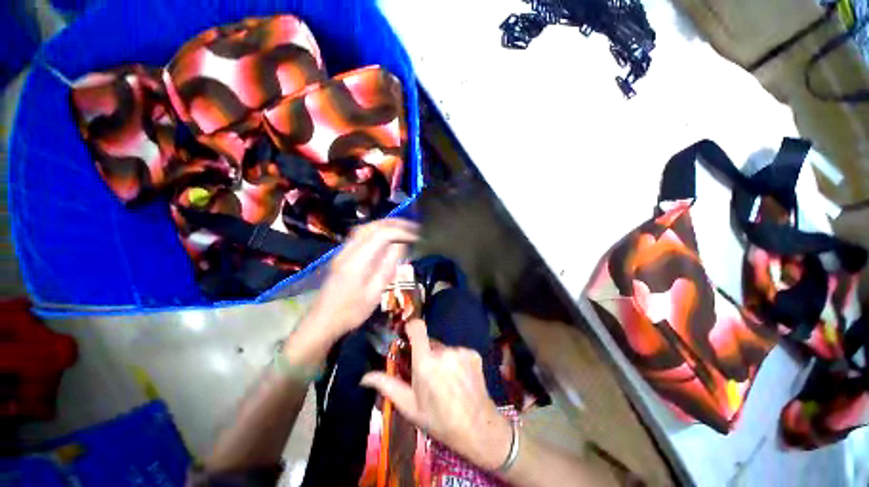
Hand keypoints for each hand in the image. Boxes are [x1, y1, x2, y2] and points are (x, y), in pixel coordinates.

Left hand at [305, 218, 418, 340]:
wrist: (322, 321)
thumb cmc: (351, 311)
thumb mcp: (374, 293)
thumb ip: (387, 267)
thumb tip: (401, 247)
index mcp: (357, 261)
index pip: (381, 235)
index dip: (401, 232)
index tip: (416, 236)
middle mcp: (349, 250)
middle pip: (372, 226)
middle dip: (394, 223)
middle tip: (412, 227)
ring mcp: (343, 251)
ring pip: (365, 228)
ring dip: (385, 224)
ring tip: (402, 228)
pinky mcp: (342, 255)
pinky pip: (361, 234)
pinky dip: (376, 230)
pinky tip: (385, 236)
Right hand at [361, 319, 512, 470]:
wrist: (478, 428)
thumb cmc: (439, 420)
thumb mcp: (410, 407)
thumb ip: (387, 386)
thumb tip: (364, 376)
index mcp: (426, 363)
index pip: (417, 328)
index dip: (411, 327)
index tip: (406, 335)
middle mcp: (444, 351)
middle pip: (430, 342)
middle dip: (426, 354)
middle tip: (428, 375)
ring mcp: (461, 351)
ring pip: (444, 348)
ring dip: (441, 359)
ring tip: (446, 381)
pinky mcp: (473, 353)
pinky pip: (458, 351)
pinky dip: (455, 361)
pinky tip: (460, 379)